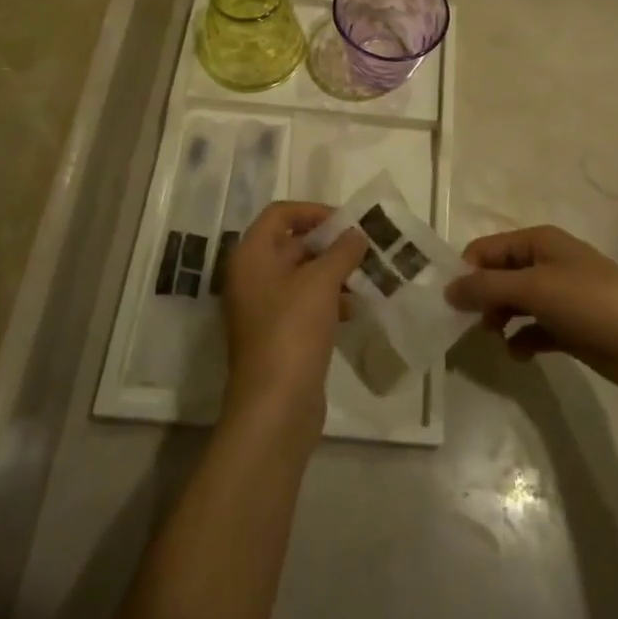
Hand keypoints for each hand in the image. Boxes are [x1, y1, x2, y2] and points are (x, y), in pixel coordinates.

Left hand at [221, 202, 366, 437]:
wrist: (275, 406)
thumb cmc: (293, 330)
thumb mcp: (321, 282)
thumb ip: (341, 251)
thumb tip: (356, 234)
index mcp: (251, 256)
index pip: (279, 214)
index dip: (312, 211)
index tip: (346, 222)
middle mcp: (251, 277)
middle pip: (290, 244)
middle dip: (328, 244)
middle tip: (363, 248)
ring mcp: (262, 309)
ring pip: (300, 277)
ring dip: (332, 273)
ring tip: (365, 277)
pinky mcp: (277, 336)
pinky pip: (304, 305)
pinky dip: (328, 300)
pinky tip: (354, 309)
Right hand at [445, 225, 617, 400]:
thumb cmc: (591, 302)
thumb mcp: (534, 288)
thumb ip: (487, 287)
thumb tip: (448, 288)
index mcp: (539, 241)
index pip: (487, 249)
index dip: (466, 271)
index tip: (447, 301)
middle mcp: (547, 263)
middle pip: (499, 275)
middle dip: (481, 297)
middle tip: (467, 325)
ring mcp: (561, 296)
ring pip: (515, 303)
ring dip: (500, 319)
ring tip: (494, 338)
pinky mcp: (571, 328)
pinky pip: (534, 329)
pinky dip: (523, 339)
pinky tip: (519, 355)